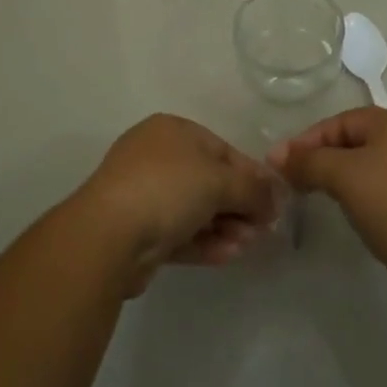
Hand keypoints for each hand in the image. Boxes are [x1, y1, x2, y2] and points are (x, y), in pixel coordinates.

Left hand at [73, 114, 282, 294]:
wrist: (108, 236)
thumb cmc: (168, 188)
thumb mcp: (219, 181)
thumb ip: (253, 188)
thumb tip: (278, 196)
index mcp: (173, 130)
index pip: (222, 150)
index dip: (251, 175)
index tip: (273, 201)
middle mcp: (157, 156)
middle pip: (209, 181)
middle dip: (238, 205)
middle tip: (262, 229)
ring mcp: (144, 194)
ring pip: (195, 209)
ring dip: (224, 227)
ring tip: (247, 246)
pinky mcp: (138, 231)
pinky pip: (180, 232)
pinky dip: (204, 242)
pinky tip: (228, 255)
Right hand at [268, 108, 386, 313]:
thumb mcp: (344, 177)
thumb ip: (309, 162)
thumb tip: (277, 154)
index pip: (341, 121)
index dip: (308, 140)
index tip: (281, 164)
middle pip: (357, 141)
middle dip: (325, 158)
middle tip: (297, 182)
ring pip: (373, 167)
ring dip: (345, 179)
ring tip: (321, 199)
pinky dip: (367, 197)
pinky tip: (358, 217)